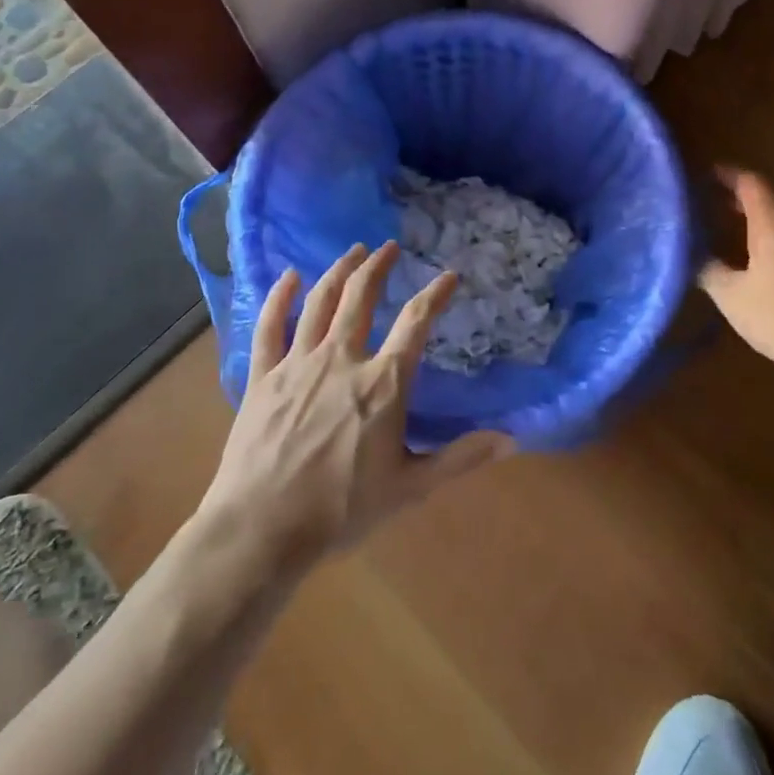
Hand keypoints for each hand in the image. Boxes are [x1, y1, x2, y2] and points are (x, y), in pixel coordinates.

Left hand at [201, 242, 514, 571]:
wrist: (262, 528)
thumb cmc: (342, 509)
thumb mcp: (411, 487)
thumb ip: (460, 457)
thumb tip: (510, 439)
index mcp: (383, 382)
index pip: (416, 322)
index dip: (436, 294)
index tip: (449, 276)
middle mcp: (342, 358)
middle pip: (361, 297)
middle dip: (377, 266)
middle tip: (388, 246)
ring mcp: (298, 363)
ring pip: (320, 302)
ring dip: (338, 271)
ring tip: (352, 252)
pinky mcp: (263, 376)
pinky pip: (270, 326)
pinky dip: (280, 297)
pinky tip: (288, 276)